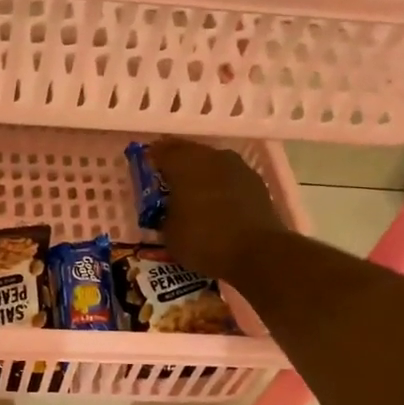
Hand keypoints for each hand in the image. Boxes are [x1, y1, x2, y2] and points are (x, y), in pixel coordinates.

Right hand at [148, 138, 288, 283]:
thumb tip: (168, 209)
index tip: (145, 173)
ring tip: (193, 195)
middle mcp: (211, 156)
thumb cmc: (204, 240)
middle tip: (167, 184)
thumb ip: (164, 213)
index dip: (151, 160)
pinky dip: (220, 187)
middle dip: (176, 166)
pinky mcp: (256, 182)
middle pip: (187, 153)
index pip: (160, 151)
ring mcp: (237, 167)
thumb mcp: (169, 232)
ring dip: (200, 175)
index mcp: (183, 162)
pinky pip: (229, 178)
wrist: (258, 253)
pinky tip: (216, 204)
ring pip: (211, 164)